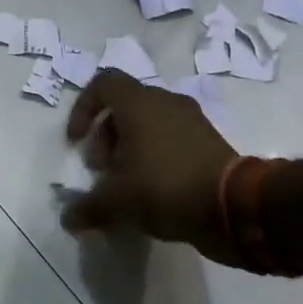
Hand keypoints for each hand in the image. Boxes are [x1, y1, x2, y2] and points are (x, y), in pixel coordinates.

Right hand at [62, 71, 239, 261]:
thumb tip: (69, 219)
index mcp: (140, 104)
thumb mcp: (117, 202)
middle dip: (105, 138)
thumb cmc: (164, 188)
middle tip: (101, 171)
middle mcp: (166, 103)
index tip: (76, 142)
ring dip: (128, 150)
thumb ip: (88, 207)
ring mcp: (192, 121)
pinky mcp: (209, 142)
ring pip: (149, 125)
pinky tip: (150, 192)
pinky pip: (170, 141)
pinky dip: (154, 158)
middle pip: (124, 108)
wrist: (233, 206)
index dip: (83, 109)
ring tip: (124, 185)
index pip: (103, 84)